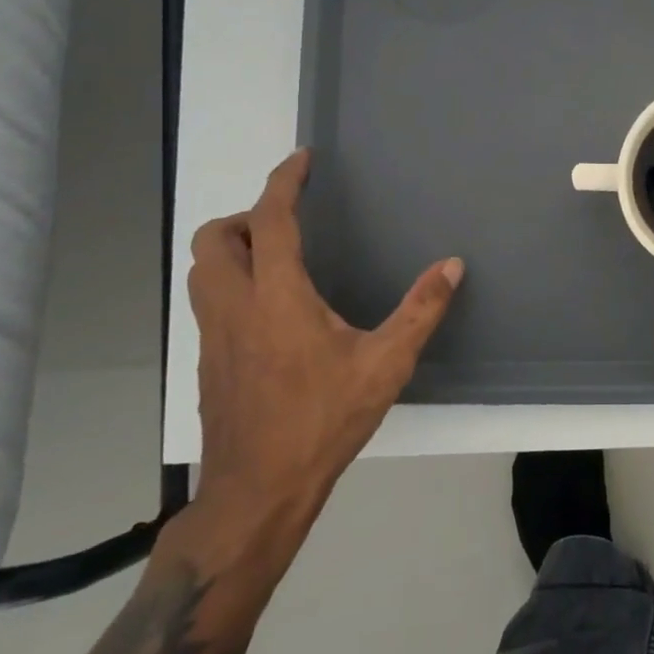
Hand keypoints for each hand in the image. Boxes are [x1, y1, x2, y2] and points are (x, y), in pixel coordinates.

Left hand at [184, 149, 461, 566]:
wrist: (257, 493)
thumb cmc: (323, 422)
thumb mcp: (386, 365)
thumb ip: (421, 310)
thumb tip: (453, 265)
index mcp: (277, 298)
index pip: (270, 221)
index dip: (283, 182)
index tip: (301, 160)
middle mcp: (235, 307)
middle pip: (214, 238)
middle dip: (246, 217)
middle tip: (286, 222)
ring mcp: (213, 336)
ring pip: (201, 269)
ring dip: (230, 248)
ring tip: (275, 257)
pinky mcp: (207, 361)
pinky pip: (207, 301)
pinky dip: (228, 282)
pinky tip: (268, 309)